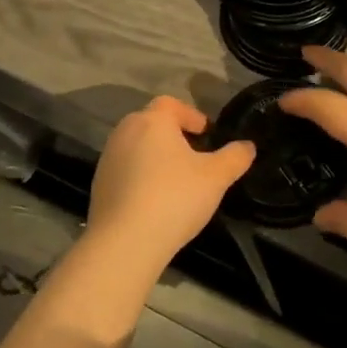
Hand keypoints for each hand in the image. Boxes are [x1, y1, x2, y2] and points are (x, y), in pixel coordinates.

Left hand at [86, 95, 254, 261]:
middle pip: (152, 123)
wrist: (125, 243)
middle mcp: (125, 132)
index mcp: (152, 121)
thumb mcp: (216, 177)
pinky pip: (126, 171)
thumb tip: (247, 146)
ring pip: (137, 147)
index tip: (206, 134)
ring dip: (156, 157)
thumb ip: (235, 157)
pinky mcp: (99, 186)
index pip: (171, 104)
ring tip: (176, 181)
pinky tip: (155, 201)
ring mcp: (107, 159)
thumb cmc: (174, 198)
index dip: (191, 115)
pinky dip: (141, 177)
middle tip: (195, 156)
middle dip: (173, 135)